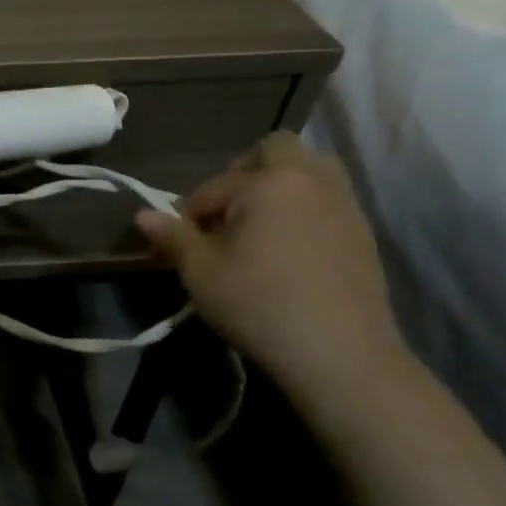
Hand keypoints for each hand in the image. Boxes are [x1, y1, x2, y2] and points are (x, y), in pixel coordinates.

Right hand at [136, 132, 409, 400]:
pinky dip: (304, 209)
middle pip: (275, 150)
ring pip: (310, 170)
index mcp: (267, 183)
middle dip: (245, 172)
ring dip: (281, 184)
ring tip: (259, 224)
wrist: (340, 354)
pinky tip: (288, 249)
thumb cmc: (258, 304)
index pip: (213, 187)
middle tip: (227, 212)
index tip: (179, 244)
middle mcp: (310, 180)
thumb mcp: (201, 272)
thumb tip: (142, 215)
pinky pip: (327, 199)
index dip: (189, 214)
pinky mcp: (363, 233)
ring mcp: (344, 204)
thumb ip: (173, 236)